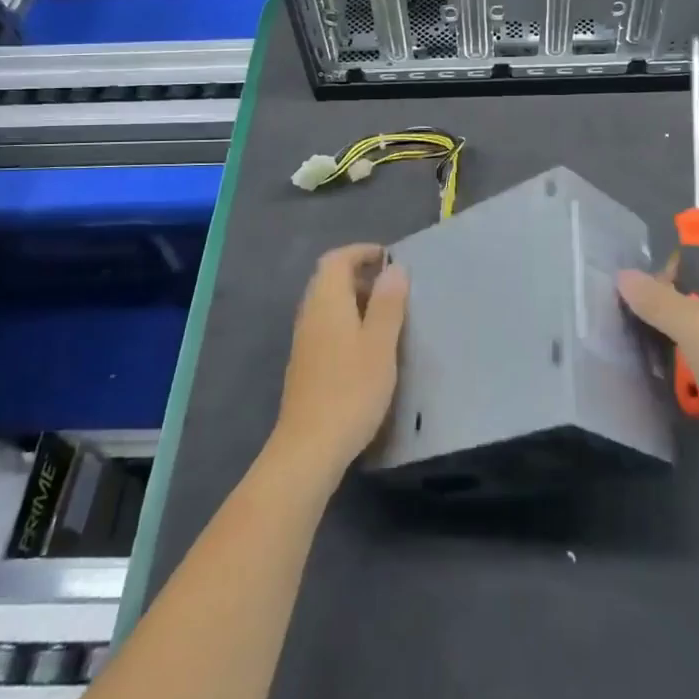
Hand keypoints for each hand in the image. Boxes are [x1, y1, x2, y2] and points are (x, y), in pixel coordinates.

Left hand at [272, 244, 407, 482]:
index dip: (361, 252)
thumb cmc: (351, 390)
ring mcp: (304, 340)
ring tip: (385, 314)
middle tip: (392, 285)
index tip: (388, 257)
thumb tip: (394, 268)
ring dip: (353, 299)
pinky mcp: (305, 364)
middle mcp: (310, 314)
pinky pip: (325, 325)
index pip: (336, 259)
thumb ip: (388, 303)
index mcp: (327, 302)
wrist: (309, 447)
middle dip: (359, 274)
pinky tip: (366, 345)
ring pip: (327, 304)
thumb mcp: (380, 344)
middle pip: (328, 279)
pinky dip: (346, 320)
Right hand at [618, 246, 698, 492]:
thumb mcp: (694, 328)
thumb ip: (656, 300)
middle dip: (670, 309)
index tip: (655, 291)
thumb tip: (623, 275)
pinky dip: (691, 368)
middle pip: (698, 291)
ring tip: (661, 358)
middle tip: (652, 326)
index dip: (678, 265)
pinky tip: (680, 383)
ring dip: (677, 343)